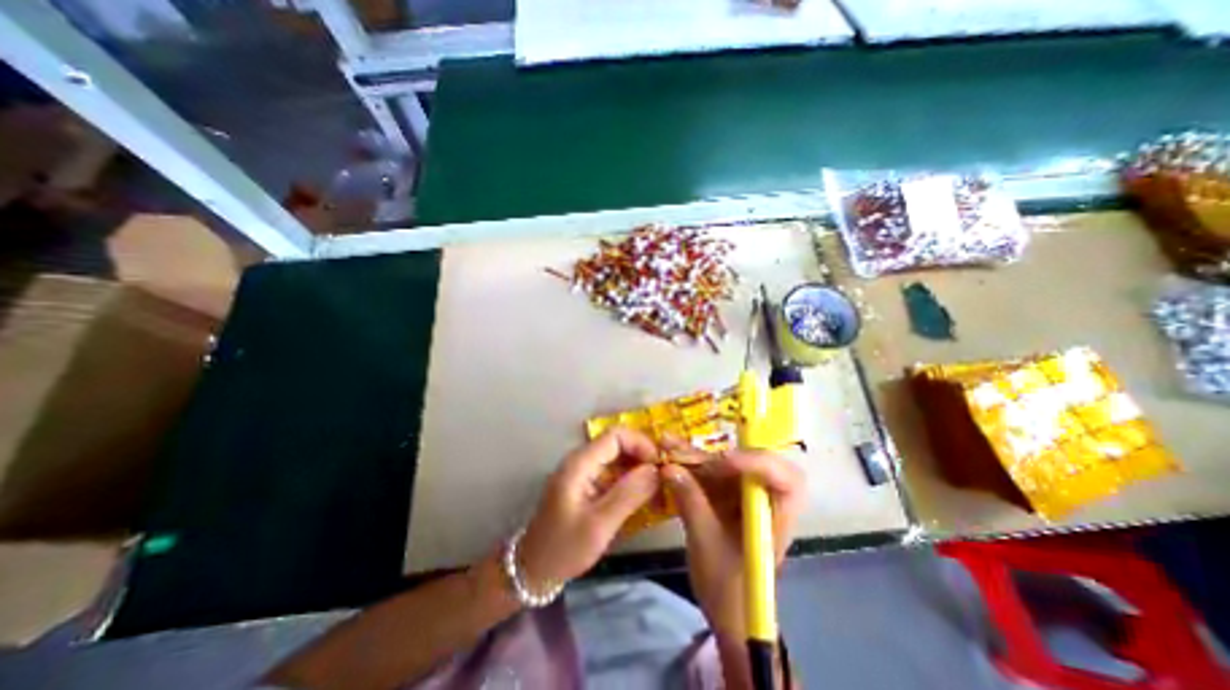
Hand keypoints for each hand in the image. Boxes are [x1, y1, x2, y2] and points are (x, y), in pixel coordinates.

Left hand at [516, 428, 658, 589]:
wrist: (534, 570)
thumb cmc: (564, 549)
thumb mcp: (599, 525)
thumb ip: (628, 494)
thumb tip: (655, 469)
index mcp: (579, 464)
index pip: (615, 436)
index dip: (640, 443)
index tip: (660, 464)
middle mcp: (581, 461)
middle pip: (617, 444)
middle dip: (642, 457)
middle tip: (664, 478)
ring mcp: (583, 473)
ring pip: (617, 459)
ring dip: (638, 470)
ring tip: (658, 490)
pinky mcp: (586, 485)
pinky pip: (613, 474)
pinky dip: (630, 482)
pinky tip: (644, 498)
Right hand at [665, 448, 808, 640]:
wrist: (728, 611)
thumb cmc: (728, 587)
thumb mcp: (706, 544)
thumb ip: (691, 502)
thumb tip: (669, 467)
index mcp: (779, 515)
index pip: (786, 478)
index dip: (758, 463)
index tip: (723, 462)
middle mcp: (766, 497)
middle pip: (749, 461)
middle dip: (714, 456)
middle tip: (681, 452)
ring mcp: (747, 494)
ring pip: (726, 463)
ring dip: (697, 455)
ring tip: (668, 447)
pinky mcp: (729, 493)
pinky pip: (713, 472)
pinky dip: (692, 464)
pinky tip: (671, 455)